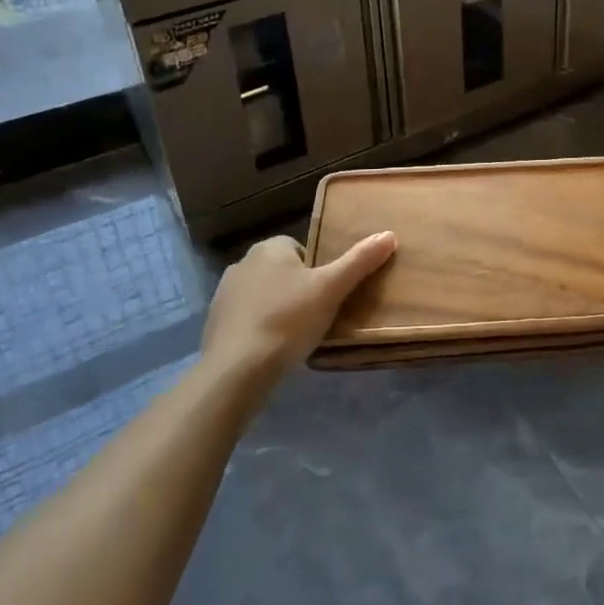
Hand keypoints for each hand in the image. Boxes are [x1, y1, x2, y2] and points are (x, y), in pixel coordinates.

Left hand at [200, 231, 395, 392]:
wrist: (236, 370)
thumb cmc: (288, 320)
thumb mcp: (332, 288)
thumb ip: (359, 261)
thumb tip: (389, 234)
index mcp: (270, 248)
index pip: (302, 249)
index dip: (319, 270)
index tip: (329, 293)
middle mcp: (243, 263)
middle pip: (283, 271)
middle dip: (298, 289)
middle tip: (318, 314)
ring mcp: (224, 294)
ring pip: (264, 295)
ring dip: (278, 308)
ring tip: (297, 335)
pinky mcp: (214, 324)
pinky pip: (247, 319)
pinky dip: (260, 328)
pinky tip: (272, 349)